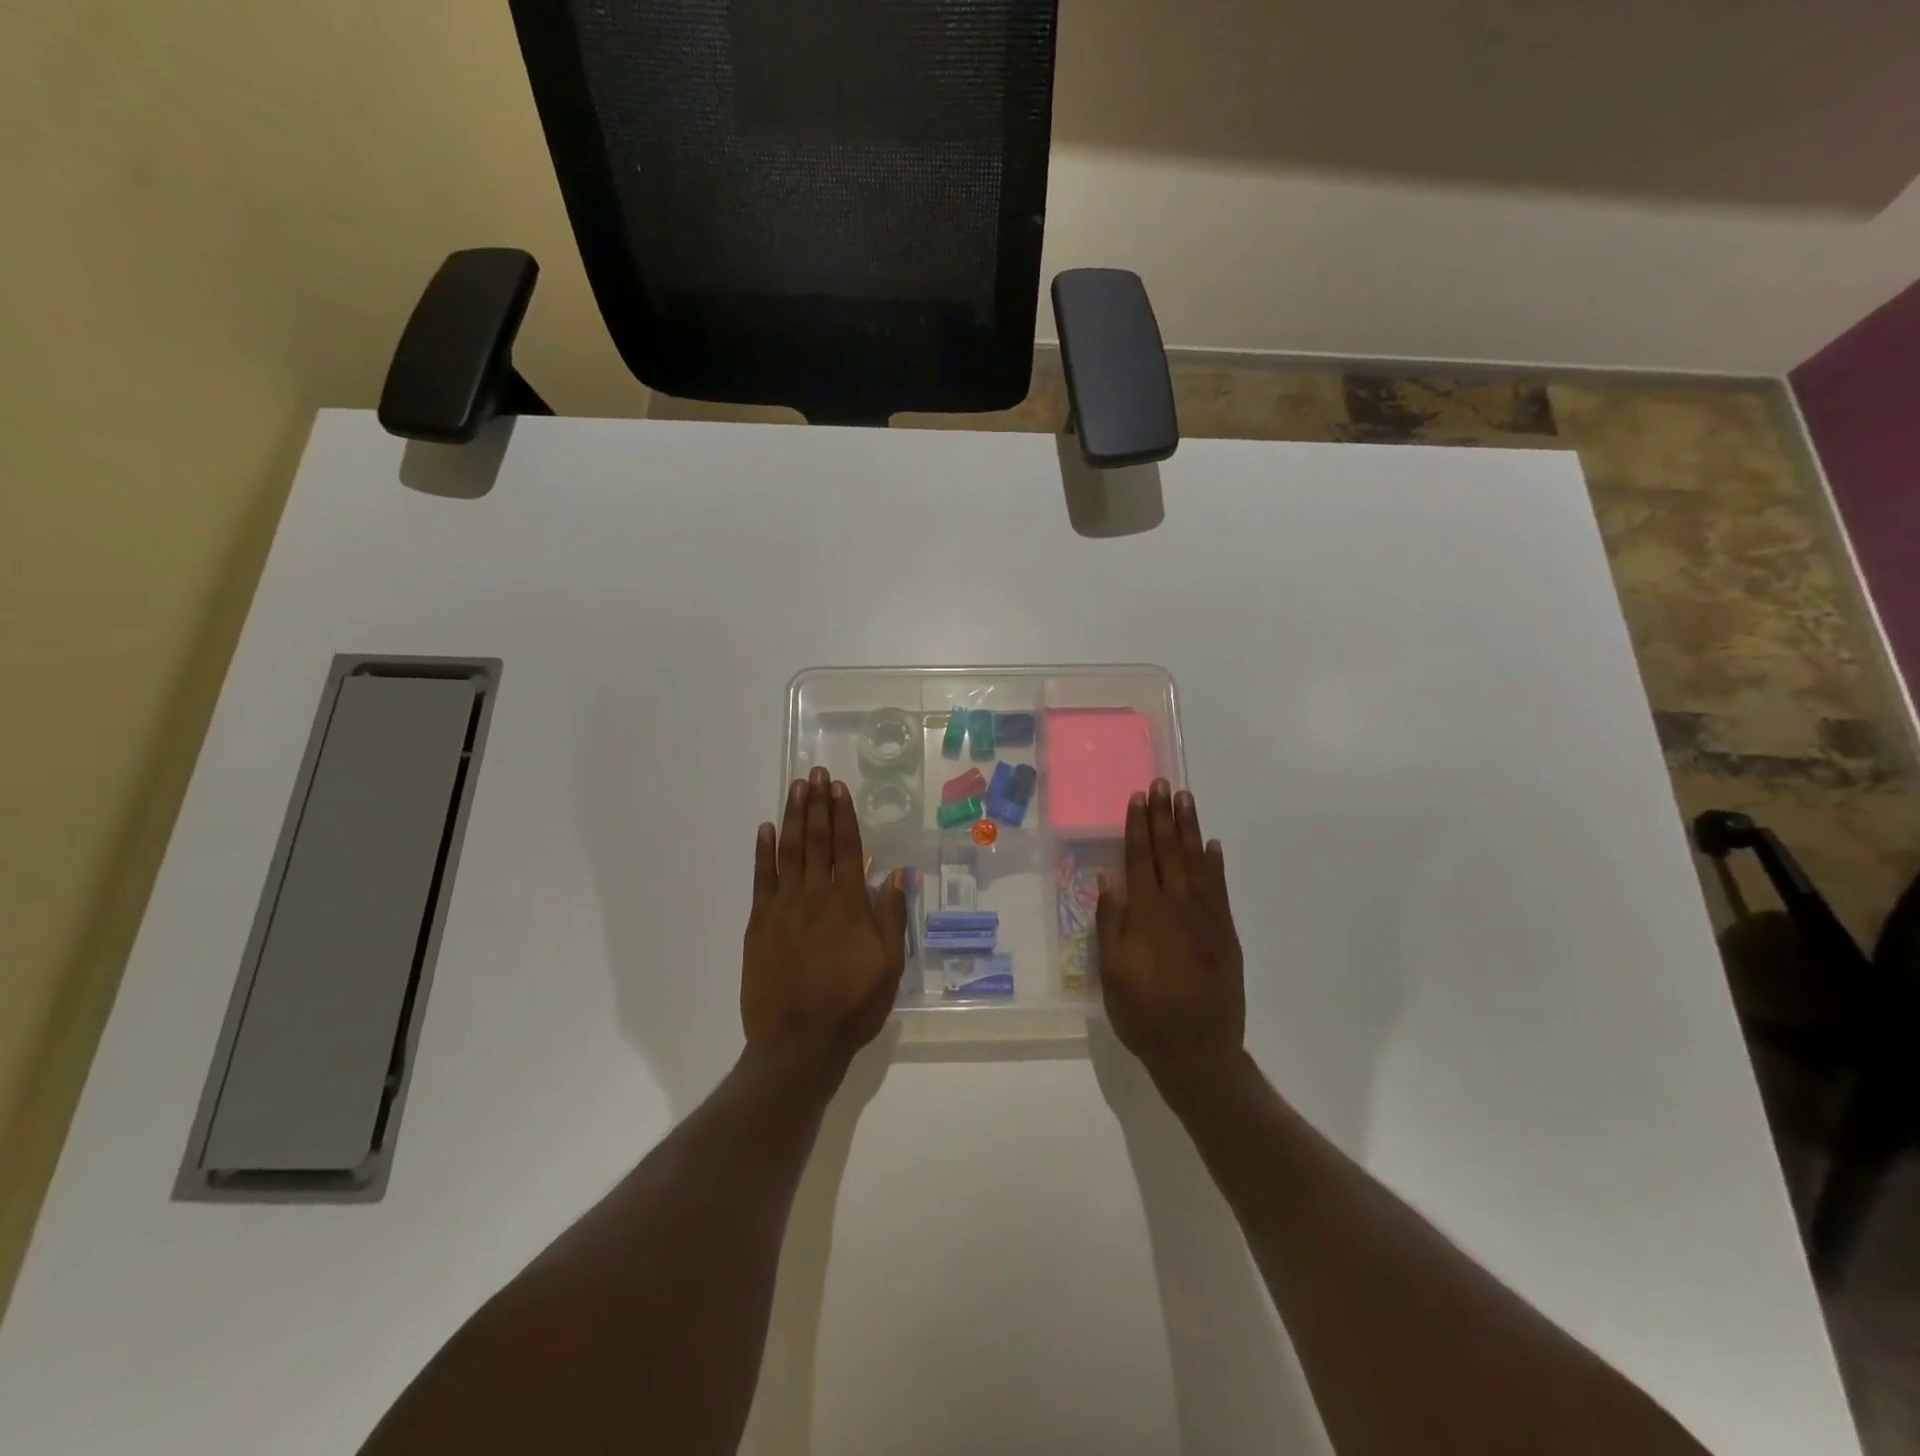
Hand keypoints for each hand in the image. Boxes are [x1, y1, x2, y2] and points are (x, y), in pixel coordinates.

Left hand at [742, 767, 908, 1086]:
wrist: (798, 1041)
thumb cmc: (852, 1004)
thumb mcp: (889, 964)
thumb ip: (891, 916)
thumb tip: (898, 875)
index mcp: (848, 903)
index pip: (847, 847)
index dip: (843, 814)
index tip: (838, 787)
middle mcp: (815, 895)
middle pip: (817, 840)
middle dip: (817, 804)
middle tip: (816, 773)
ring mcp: (783, 907)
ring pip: (789, 852)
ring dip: (793, 817)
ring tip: (795, 788)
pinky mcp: (759, 924)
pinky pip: (761, 879)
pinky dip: (763, 852)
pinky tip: (766, 830)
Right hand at [1096, 780, 1245, 1088]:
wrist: (1198, 1050)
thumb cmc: (1144, 1013)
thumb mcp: (1112, 972)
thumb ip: (1111, 922)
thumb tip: (1109, 877)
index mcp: (1145, 914)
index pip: (1139, 858)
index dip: (1137, 826)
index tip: (1138, 797)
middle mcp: (1177, 906)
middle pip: (1169, 851)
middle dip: (1164, 816)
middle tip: (1163, 784)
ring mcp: (1206, 918)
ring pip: (1196, 862)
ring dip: (1189, 829)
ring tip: (1186, 799)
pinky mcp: (1225, 932)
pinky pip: (1220, 888)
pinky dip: (1216, 864)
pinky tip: (1212, 845)